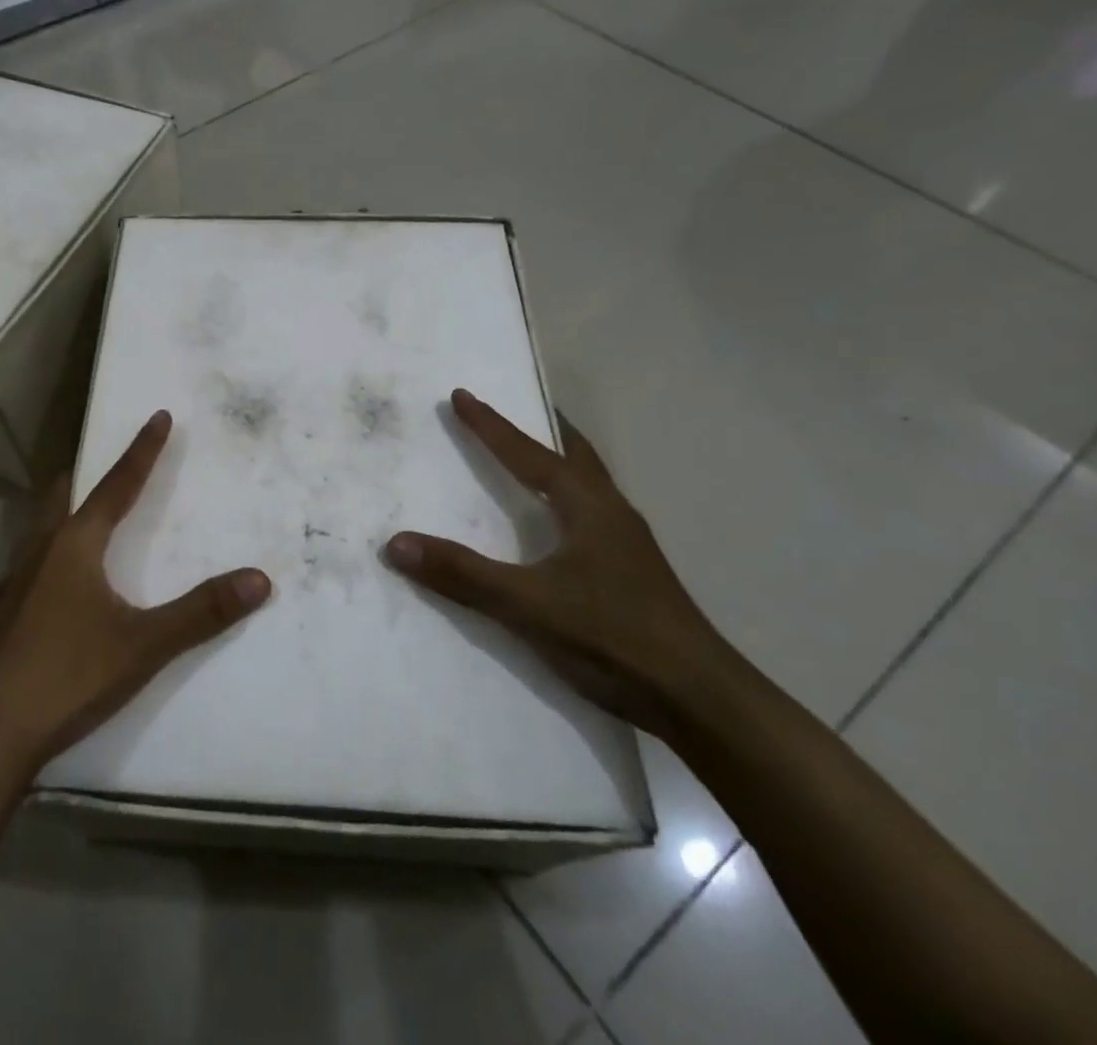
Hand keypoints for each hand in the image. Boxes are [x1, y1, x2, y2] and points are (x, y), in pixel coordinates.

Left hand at [0, 410, 270, 770]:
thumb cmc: (66, 674)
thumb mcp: (143, 645)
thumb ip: (201, 612)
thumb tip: (259, 579)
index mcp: (75, 544)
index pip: (118, 484)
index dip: (142, 450)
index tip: (157, 416)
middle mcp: (41, 550)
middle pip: (63, 494)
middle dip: (85, 473)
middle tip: (103, 463)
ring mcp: (14, 582)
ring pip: (41, 526)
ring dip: (64, 509)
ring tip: (83, 514)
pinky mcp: (2, 614)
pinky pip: (31, 560)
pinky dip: (51, 549)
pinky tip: (59, 581)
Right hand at [385, 389, 729, 735]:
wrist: (700, 701)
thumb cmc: (613, 636)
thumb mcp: (527, 604)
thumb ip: (462, 574)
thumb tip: (395, 543)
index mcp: (587, 505)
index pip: (528, 453)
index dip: (491, 425)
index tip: (461, 396)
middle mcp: (611, 513)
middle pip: (575, 455)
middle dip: (544, 430)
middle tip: (517, 411)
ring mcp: (628, 545)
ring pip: (589, 485)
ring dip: (560, 463)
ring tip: (535, 458)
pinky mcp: (632, 574)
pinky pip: (593, 515)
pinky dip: (568, 499)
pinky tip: (559, 526)